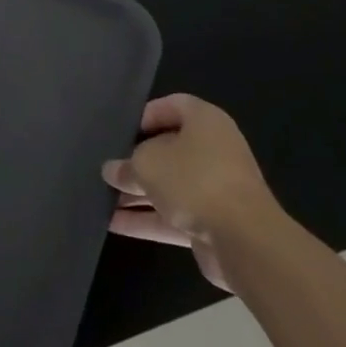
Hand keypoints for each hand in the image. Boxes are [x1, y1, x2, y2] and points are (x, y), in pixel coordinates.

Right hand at [102, 95, 282, 290]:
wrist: (244, 241)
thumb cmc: (193, 180)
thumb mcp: (147, 164)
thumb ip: (126, 165)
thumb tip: (113, 171)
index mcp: (205, 122)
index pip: (173, 105)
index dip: (146, 114)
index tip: (120, 130)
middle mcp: (214, 151)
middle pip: (168, 150)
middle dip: (136, 161)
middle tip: (106, 167)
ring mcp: (215, 189)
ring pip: (169, 186)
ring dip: (137, 193)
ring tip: (101, 197)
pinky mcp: (213, 223)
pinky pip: (173, 215)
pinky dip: (146, 219)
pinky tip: (113, 224)